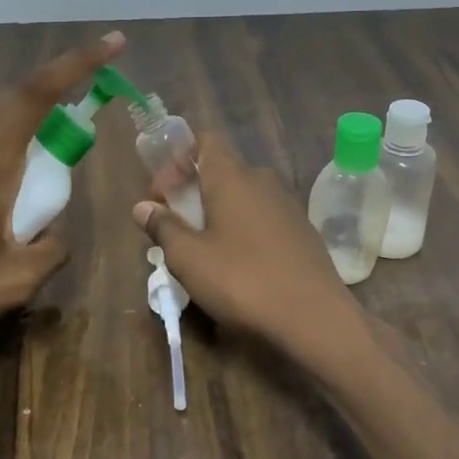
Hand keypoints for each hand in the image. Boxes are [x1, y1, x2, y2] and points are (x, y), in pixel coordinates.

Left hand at [0, 31, 125, 368]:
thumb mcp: (15, 282)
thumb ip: (51, 250)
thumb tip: (55, 235)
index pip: (36, 95)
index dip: (77, 64)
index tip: (113, 44)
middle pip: (13, 95)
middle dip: (57, 85)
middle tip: (89, 98)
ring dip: (26, 110)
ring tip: (53, 133)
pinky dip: (2, 130)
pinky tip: (8, 164)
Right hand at [131, 131, 365, 364]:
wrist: (315, 318)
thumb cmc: (243, 281)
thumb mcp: (189, 259)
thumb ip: (163, 227)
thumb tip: (143, 207)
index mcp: (232, 177)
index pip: (205, 140)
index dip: (177, 158)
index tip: (161, 193)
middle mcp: (262, 181)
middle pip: (221, 170)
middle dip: (193, 190)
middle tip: (174, 225)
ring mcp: (287, 206)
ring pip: (243, 196)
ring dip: (218, 212)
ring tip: (202, 249)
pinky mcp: (302, 232)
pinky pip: (263, 218)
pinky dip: (243, 230)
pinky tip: (238, 265)